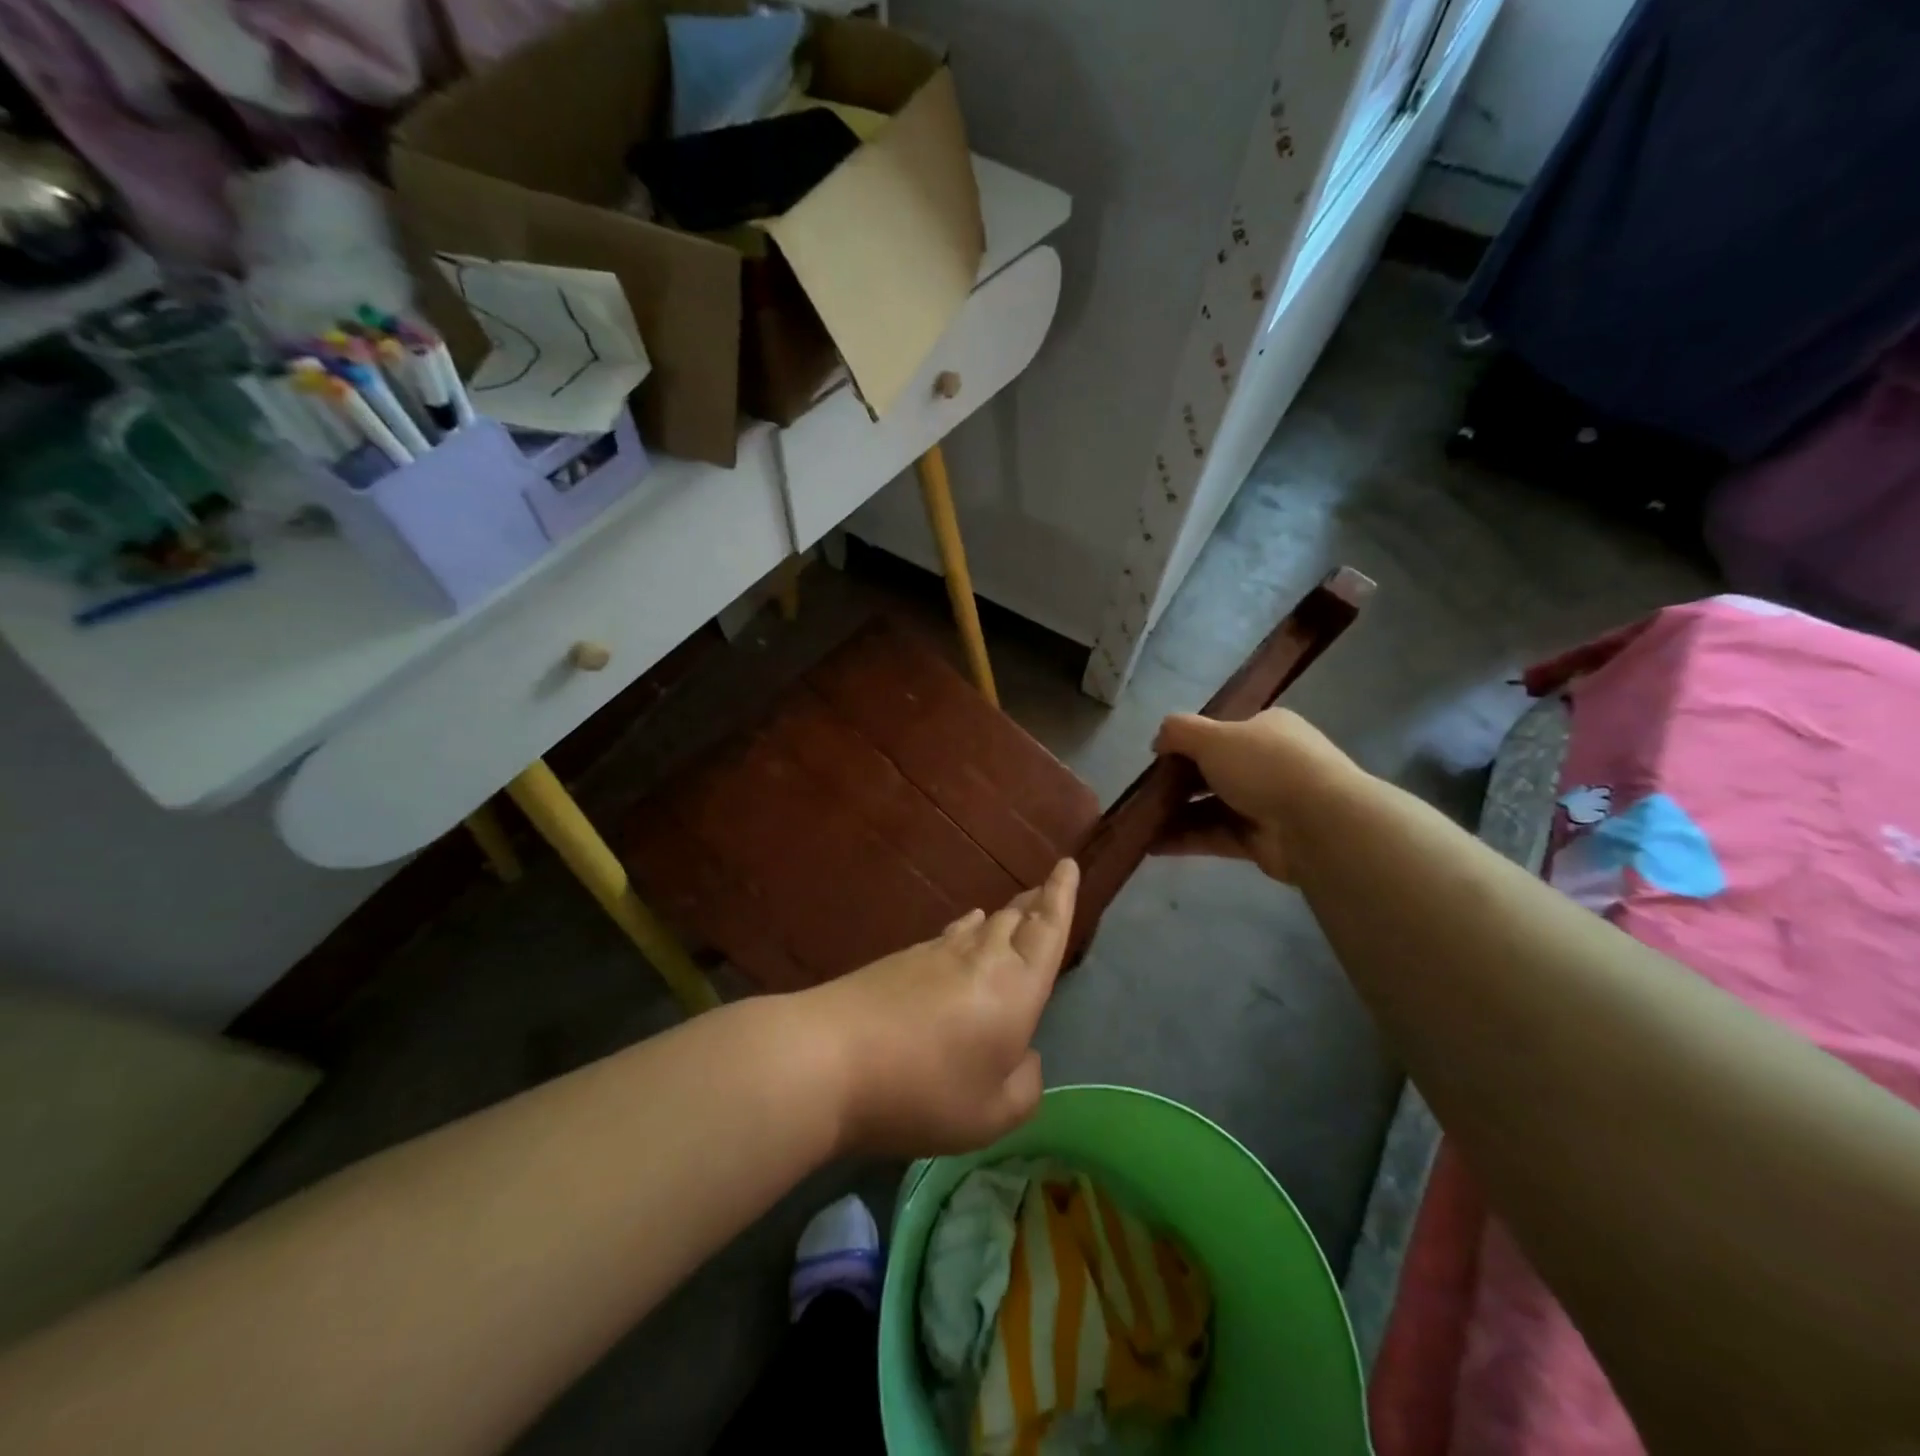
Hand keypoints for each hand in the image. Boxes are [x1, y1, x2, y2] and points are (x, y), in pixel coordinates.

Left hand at [804, 858, 1079, 1156]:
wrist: (830, 1056)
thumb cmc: (924, 1090)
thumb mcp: (992, 1115)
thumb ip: (1023, 1086)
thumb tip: (1024, 1056)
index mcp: (1015, 988)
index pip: (1047, 930)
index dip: (1061, 897)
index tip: (1067, 865)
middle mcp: (980, 957)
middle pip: (1014, 920)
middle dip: (1034, 903)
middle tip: (1044, 889)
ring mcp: (935, 954)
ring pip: (979, 926)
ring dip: (1000, 918)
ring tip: (1011, 913)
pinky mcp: (899, 961)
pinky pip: (947, 938)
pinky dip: (964, 932)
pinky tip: (960, 935)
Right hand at [1151, 709, 1356, 883]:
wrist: (1318, 823)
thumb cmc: (1265, 766)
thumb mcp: (1213, 736)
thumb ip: (1179, 732)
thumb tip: (1158, 740)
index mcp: (1267, 729)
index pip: (1223, 733)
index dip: (1190, 744)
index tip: (1159, 759)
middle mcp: (1269, 764)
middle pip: (1215, 771)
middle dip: (1178, 783)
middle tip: (1144, 792)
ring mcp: (1267, 805)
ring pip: (1212, 807)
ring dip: (1177, 814)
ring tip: (1140, 822)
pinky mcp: (1261, 841)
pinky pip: (1215, 836)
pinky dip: (1186, 839)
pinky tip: (1152, 844)